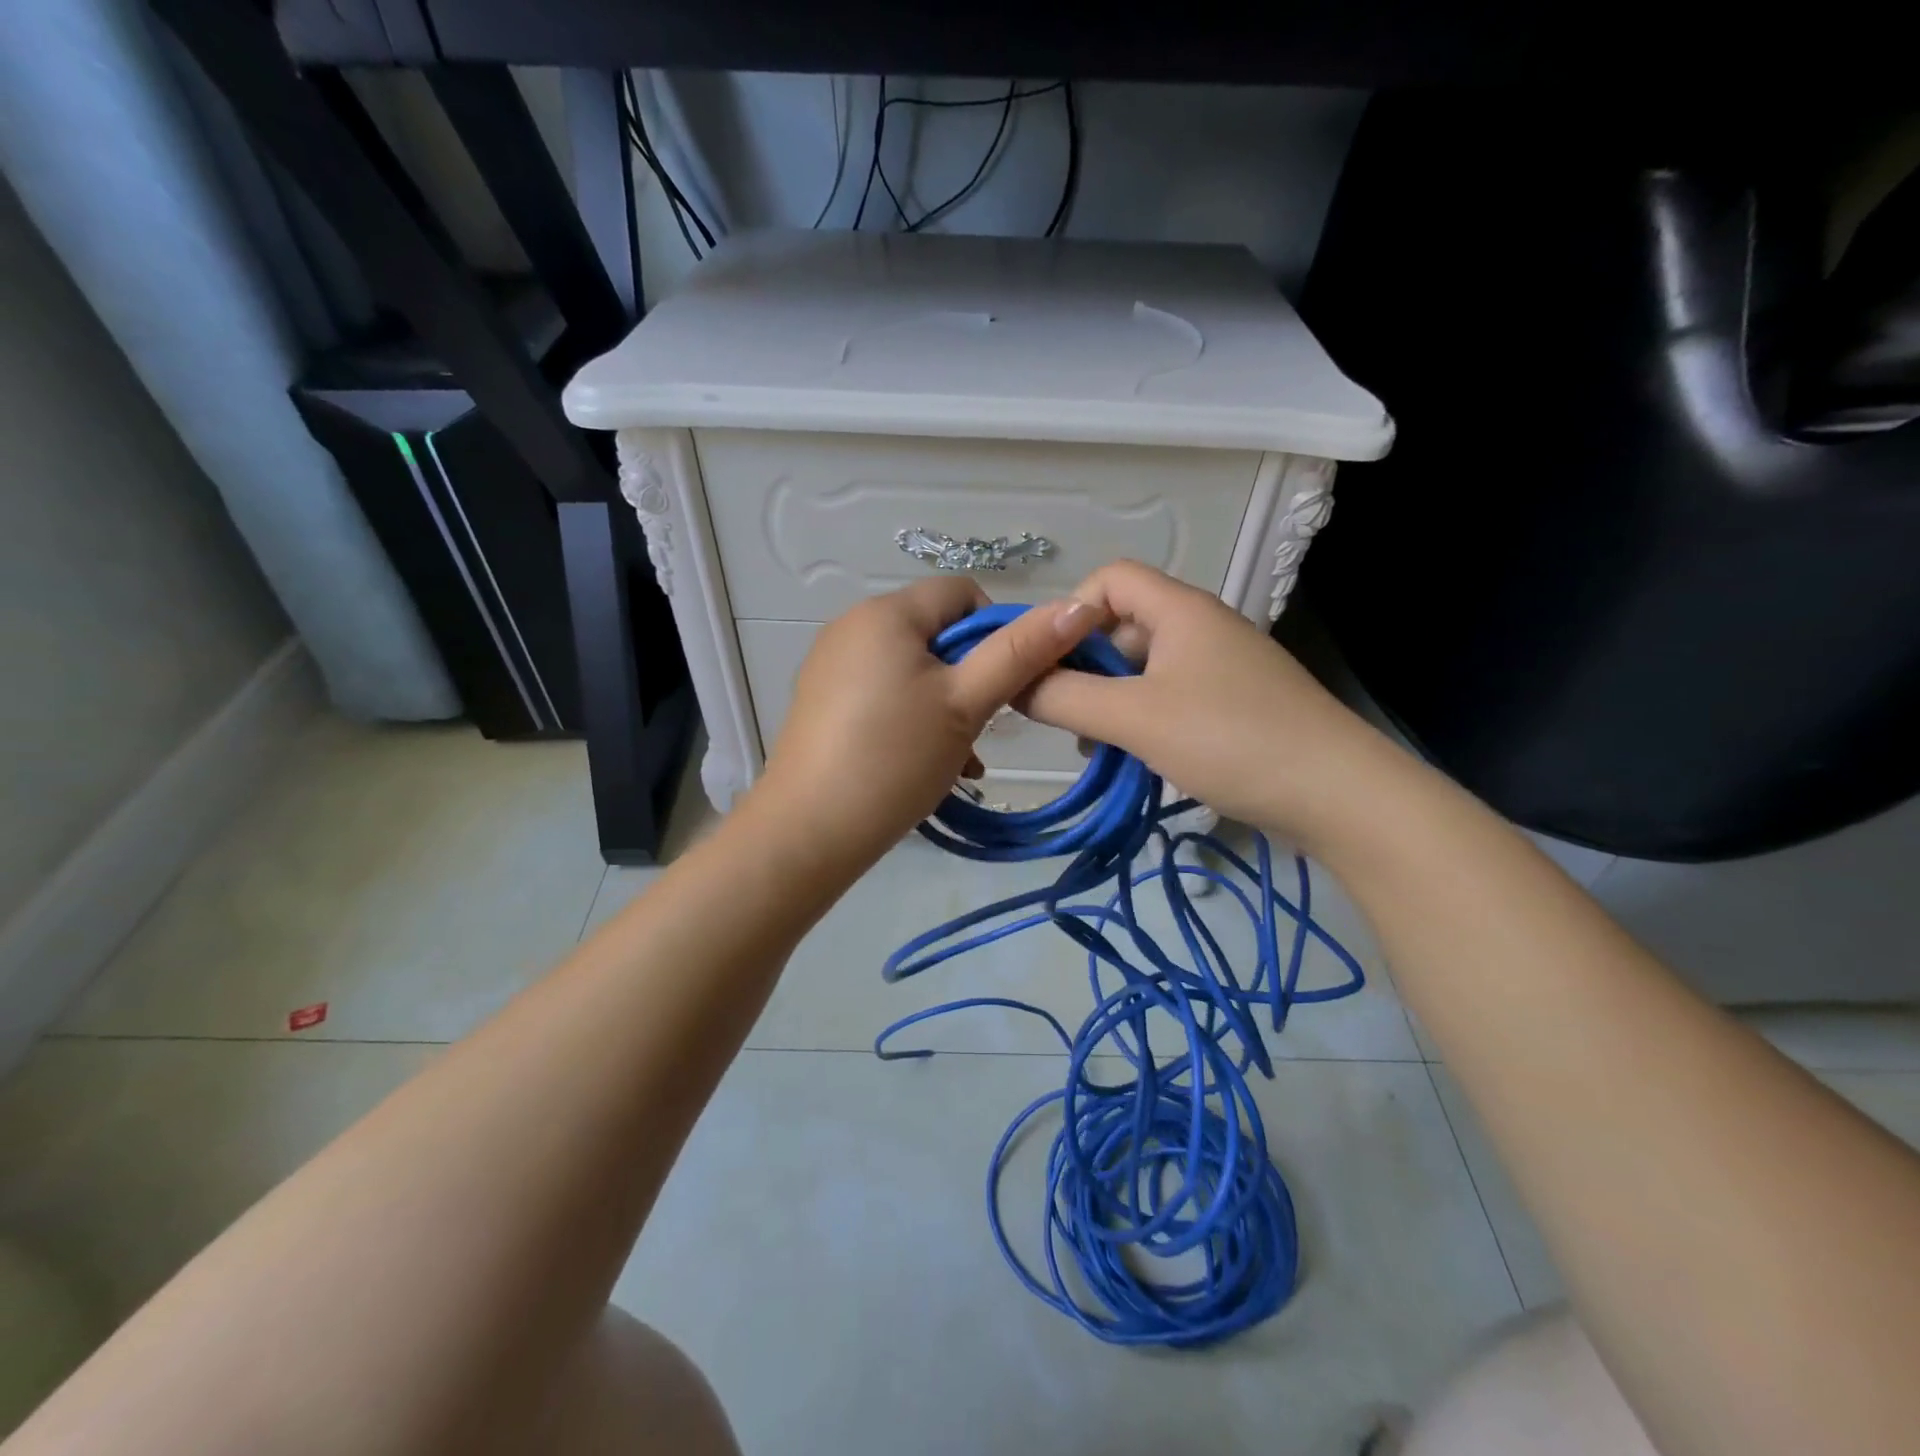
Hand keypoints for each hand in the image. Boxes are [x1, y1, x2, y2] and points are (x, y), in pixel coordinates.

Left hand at [756, 577, 1097, 863]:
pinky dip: (911, 717)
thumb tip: (1080, 605)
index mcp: (886, 612)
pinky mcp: (822, 700)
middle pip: (937, 633)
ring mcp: (832, 664)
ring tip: (959, 758)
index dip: (998, 632)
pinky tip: (924, 763)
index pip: (963, 593)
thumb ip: (1021, 652)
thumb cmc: (894, 759)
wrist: (808, 832)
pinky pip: (883, 692)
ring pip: (913, 668)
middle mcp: (852, 625)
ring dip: (946, 705)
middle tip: (981, 730)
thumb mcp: (966, 704)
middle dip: (971, 677)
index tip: (1006, 686)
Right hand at [1022, 561, 1378, 842]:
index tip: (1048, 663)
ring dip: (1109, 698)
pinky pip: (1170, 696)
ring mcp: (1221, 667)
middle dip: (1084, 665)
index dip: (1070, 612)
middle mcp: (1200, 627)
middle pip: (1123, 625)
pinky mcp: (1234, 704)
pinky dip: (1141, 718)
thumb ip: (1065, 697)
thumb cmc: (1229, 739)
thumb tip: (1013, 685)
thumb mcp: (1134, 717)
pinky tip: (1132, 757)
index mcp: (1179, 610)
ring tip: (1092, 744)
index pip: (1109, 579)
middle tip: (1061, 714)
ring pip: (1144, 668)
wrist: (1337, 793)